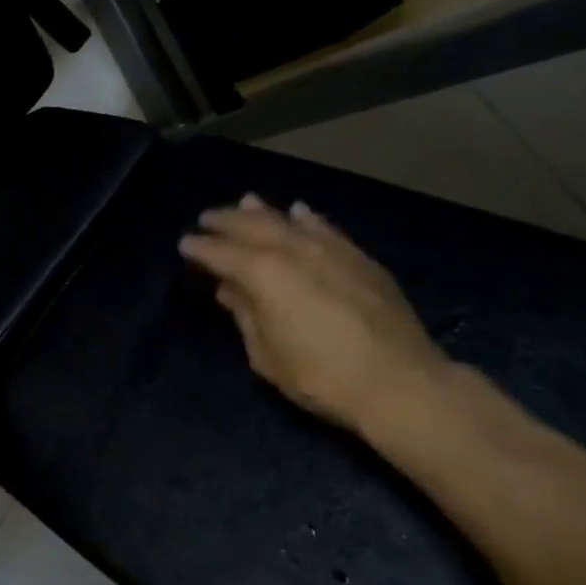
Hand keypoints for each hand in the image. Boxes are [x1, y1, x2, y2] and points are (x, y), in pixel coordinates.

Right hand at [180, 195, 447, 429]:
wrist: (400, 382)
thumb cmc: (321, 376)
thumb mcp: (267, 356)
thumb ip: (245, 316)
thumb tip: (230, 289)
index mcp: (263, 273)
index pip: (222, 253)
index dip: (200, 247)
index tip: (185, 243)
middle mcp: (293, 250)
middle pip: (252, 226)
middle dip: (226, 221)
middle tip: (207, 218)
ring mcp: (330, 249)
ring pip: (288, 220)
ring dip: (263, 211)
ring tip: (245, 202)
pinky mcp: (359, 258)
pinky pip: (325, 228)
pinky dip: (307, 218)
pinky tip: (299, 211)